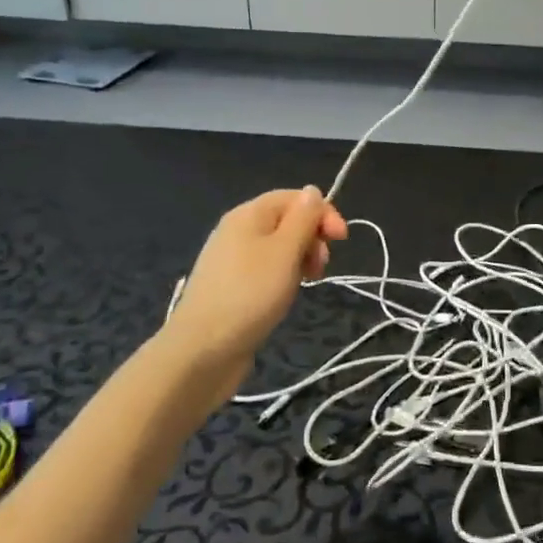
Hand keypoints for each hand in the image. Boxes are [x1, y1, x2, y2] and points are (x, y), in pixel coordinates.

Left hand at [160, 187, 347, 409]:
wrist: (201, 352)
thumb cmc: (249, 294)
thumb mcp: (285, 251)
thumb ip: (302, 218)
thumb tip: (312, 190)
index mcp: (248, 214)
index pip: (294, 198)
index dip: (322, 212)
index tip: (342, 240)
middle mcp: (238, 230)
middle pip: (286, 220)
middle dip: (312, 237)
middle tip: (321, 267)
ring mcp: (232, 260)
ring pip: (278, 247)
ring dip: (300, 259)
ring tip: (307, 283)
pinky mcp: (231, 286)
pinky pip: (266, 269)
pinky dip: (283, 276)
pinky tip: (286, 295)